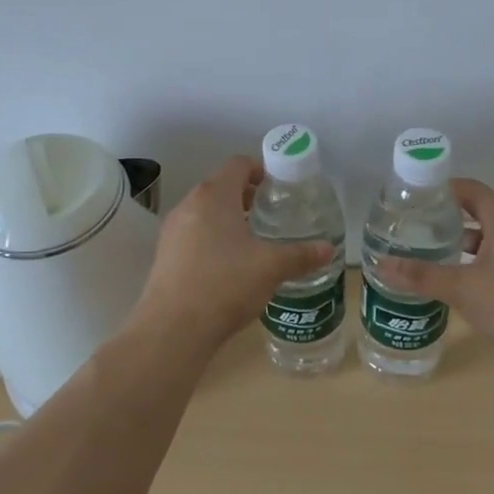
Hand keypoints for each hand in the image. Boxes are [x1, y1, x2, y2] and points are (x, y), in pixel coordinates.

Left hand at [131, 156, 335, 350]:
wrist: (172, 329)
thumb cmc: (225, 284)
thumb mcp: (271, 268)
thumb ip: (301, 255)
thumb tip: (328, 249)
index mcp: (214, 196)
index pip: (238, 164)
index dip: (261, 169)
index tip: (280, 187)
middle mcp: (189, 205)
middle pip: (221, 187)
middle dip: (248, 197)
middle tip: (273, 214)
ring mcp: (172, 231)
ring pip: (206, 213)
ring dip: (230, 219)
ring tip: (256, 241)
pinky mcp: (165, 256)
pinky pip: (194, 235)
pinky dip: (213, 239)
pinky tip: (231, 266)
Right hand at [379, 179, 493, 369]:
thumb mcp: (461, 287)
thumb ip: (420, 274)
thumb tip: (380, 264)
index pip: (472, 190)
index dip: (443, 189)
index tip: (414, 198)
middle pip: (480, 213)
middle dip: (448, 218)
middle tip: (414, 227)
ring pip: (489, 241)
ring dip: (461, 245)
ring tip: (427, 254)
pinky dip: (475, 266)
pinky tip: (454, 284)